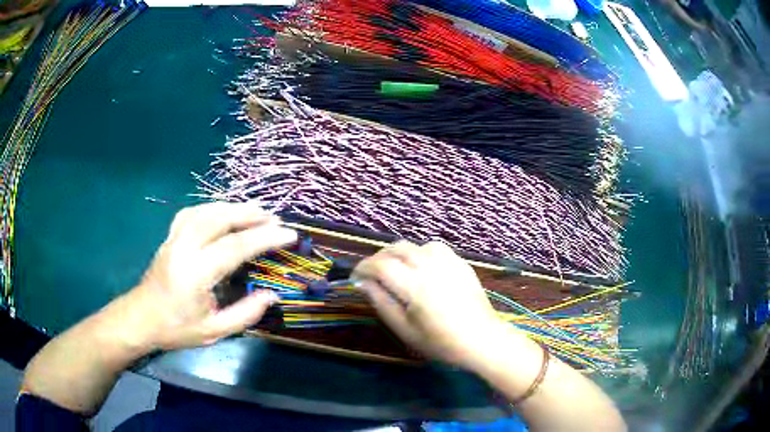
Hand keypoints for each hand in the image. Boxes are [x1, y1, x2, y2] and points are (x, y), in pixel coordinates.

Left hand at [129, 202, 296, 350]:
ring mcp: (174, 238)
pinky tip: (221, 213)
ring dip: (233, 207)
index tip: (289, 234)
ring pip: (206, 210)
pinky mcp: (169, 236)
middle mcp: (184, 248)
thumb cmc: (177, 328)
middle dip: (250, 214)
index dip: (265, 238)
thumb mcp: (214, 331)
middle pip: (220, 218)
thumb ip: (245, 313)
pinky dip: (212, 208)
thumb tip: (271, 295)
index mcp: (196, 273)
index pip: (236, 247)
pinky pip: (192, 212)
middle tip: (274, 217)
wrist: (141, 318)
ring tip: (254, 212)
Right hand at [353, 241, 507, 368]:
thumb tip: (363, 283)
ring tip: (396, 270)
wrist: (482, 340)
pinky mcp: (461, 263)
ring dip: (399, 254)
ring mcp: (449, 261)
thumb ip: (382, 303)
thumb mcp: (405, 330)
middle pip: (396, 248)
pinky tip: (421, 268)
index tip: (355, 278)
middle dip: (379, 258)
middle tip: (372, 275)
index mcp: (415, 285)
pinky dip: (420, 253)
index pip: (380, 265)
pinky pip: (434, 248)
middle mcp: (431, 266)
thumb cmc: (441, 342)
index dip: (363, 268)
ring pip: (415, 245)